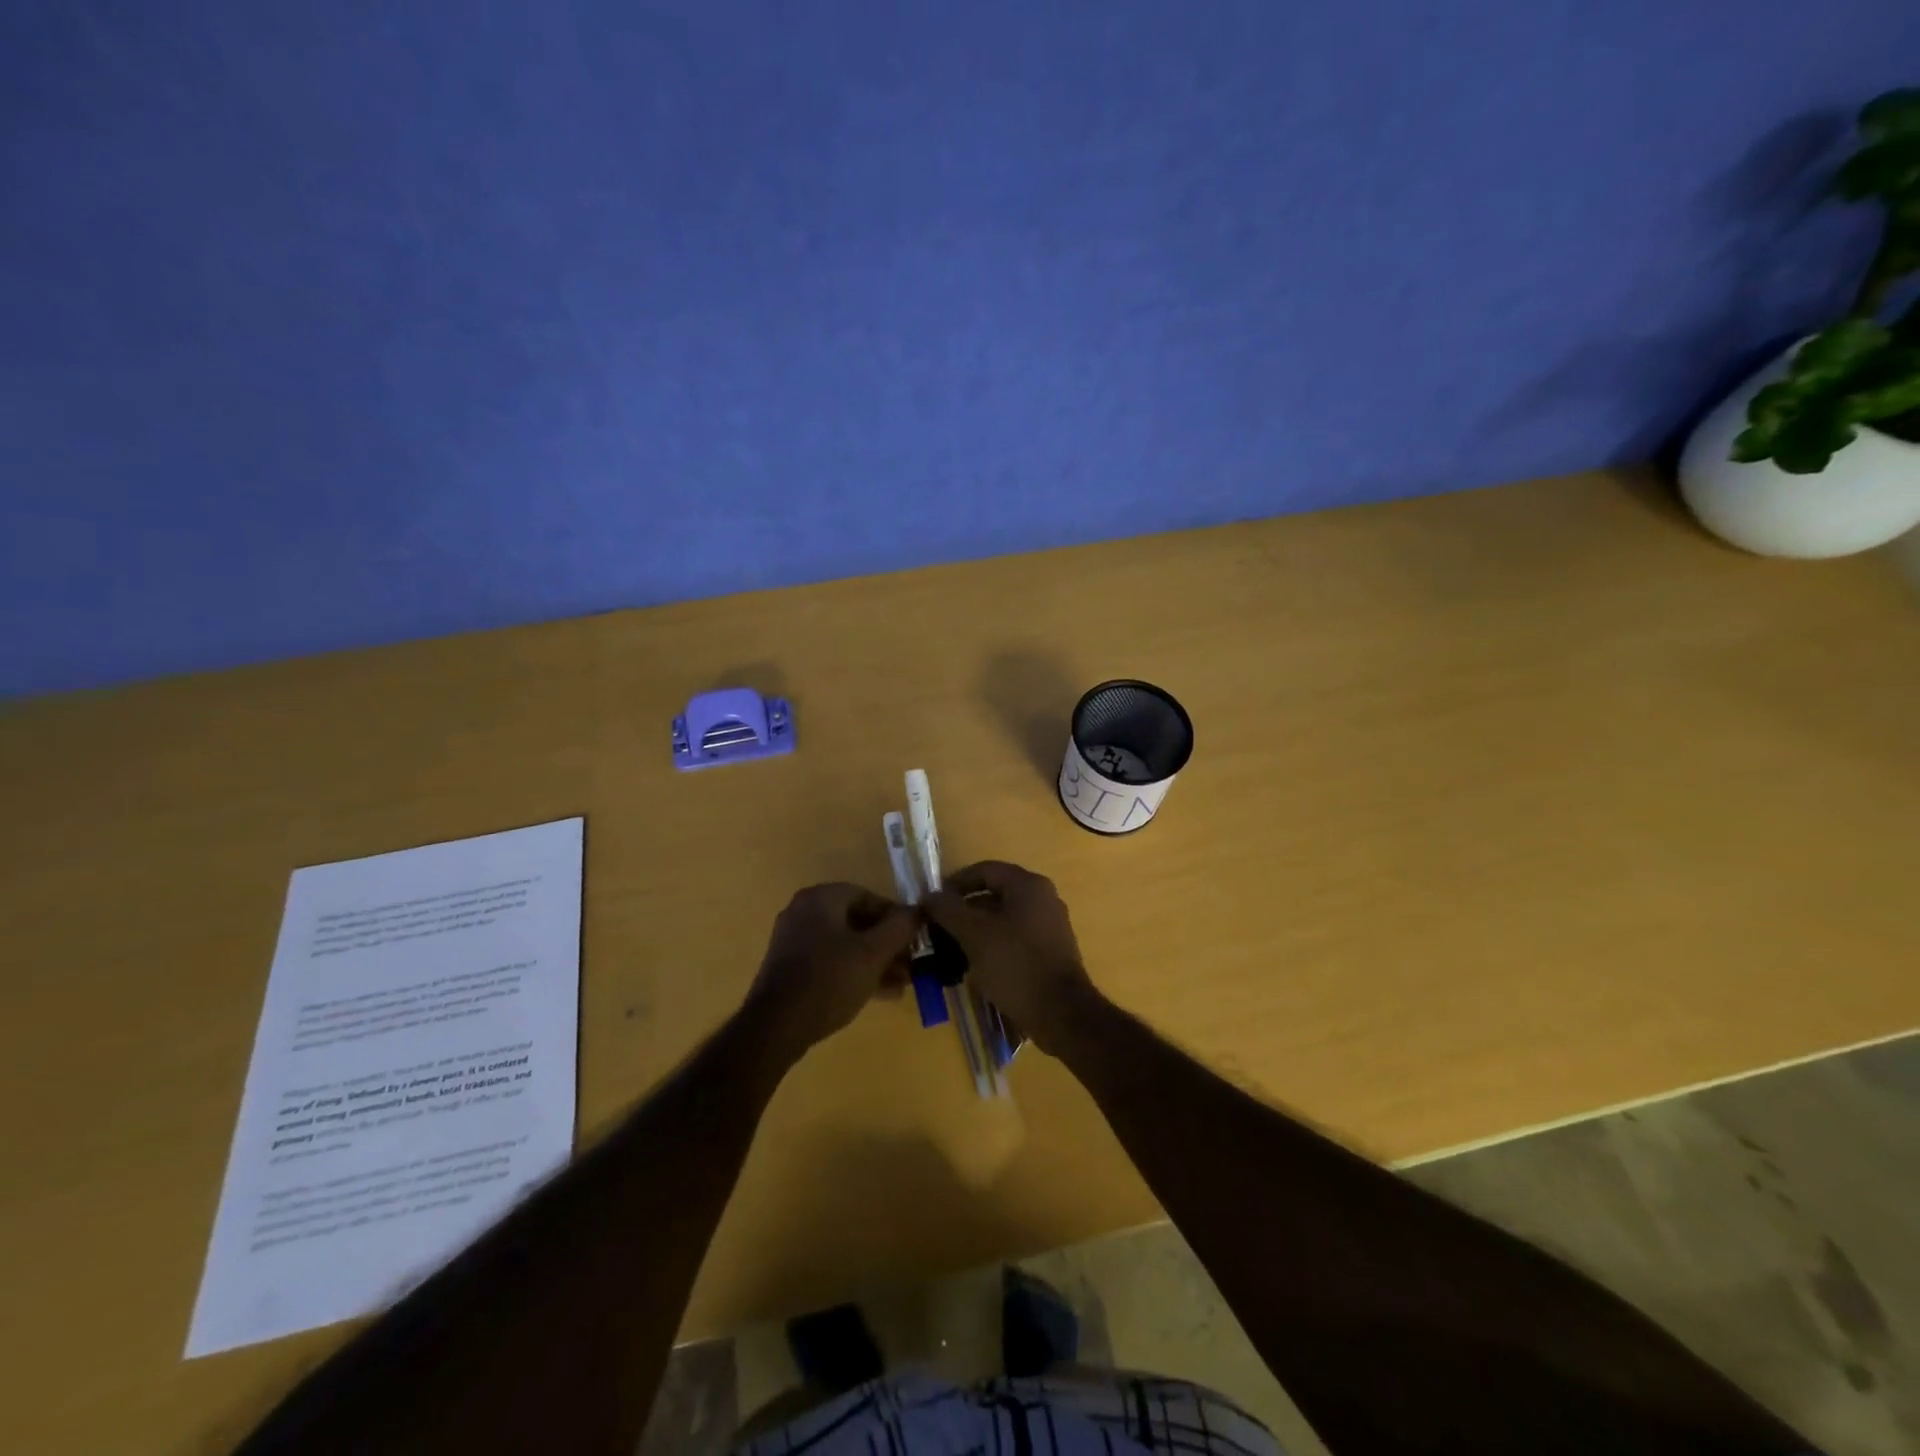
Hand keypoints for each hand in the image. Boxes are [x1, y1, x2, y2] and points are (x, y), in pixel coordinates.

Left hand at [743, 883, 918, 1059]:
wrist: (775, 1027)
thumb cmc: (828, 981)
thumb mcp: (872, 953)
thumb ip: (900, 928)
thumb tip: (917, 911)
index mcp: (820, 899)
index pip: (868, 896)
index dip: (896, 916)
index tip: (915, 938)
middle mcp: (804, 912)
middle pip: (857, 921)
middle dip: (887, 944)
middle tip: (911, 964)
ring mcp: (794, 940)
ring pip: (845, 944)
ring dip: (875, 961)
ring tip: (902, 983)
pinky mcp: (790, 967)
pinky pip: (830, 961)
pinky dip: (854, 971)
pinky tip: (879, 994)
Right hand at [922, 861, 1102, 1055]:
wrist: (1062, 1013)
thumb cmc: (1015, 964)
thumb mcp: (974, 934)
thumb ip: (948, 910)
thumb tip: (929, 896)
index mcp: (1028, 885)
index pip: (984, 870)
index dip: (955, 883)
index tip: (932, 903)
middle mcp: (1043, 898)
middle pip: (994, 894)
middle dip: (963, 910)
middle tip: (939, 928)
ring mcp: (1050, 925)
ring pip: (1004, 918)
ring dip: (976, 929)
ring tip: (951, 948)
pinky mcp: (1051, 950)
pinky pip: (1015, 937)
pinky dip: (993, 944)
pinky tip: (976, 964)